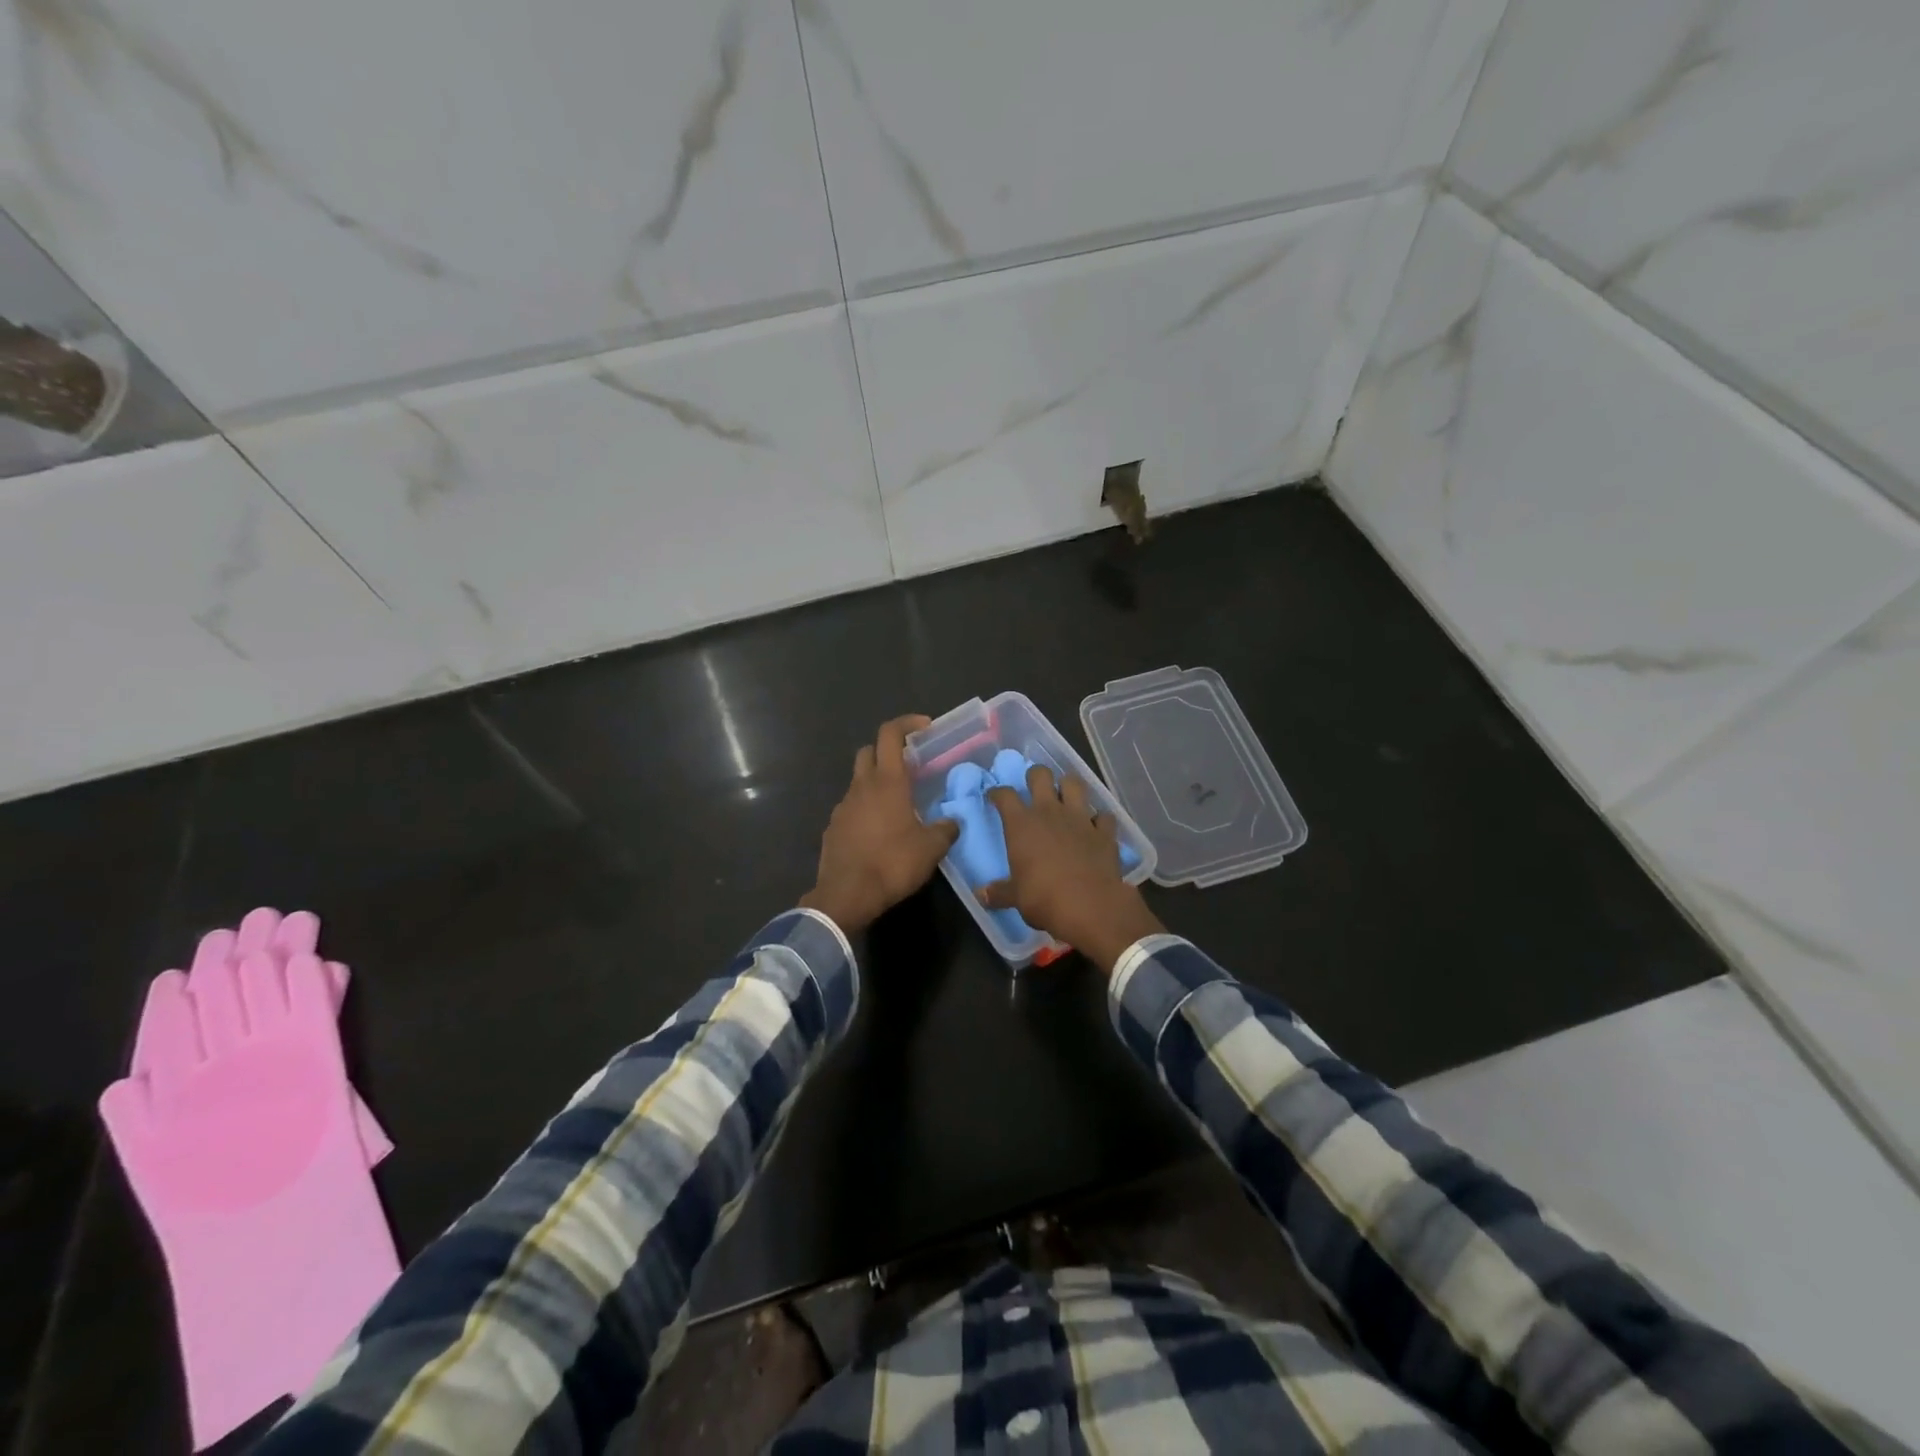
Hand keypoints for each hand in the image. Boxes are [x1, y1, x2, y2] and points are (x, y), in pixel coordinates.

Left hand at [800, 716, 959, 934]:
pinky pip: (851, 809)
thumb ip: (946, 829)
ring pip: (859, 782)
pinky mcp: (832, 828)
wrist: (846, 896)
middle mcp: (861, 787)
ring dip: (876, 784)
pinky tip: (879, 833)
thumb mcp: (931, 848)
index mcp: (887, 782)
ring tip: (898, 806)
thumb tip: (952, 823)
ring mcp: (842, 807)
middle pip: (869, 752)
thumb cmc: (892, 864)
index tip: (924, 727)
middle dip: (887, 751)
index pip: (890, 734)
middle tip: (909, 767)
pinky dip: (865, 810)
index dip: (906, 723)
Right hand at [982, 765, 1163, 974]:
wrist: (1091, 907)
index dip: (998, 793)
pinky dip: (1100, 819)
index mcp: (1021, 824)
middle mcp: (1050, 812)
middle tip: (1034, 788)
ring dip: (1069, 787)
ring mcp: (1080, 818)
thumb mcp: (1016, 898)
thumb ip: (1000, 892)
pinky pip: (1104, 816)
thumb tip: (981, 895)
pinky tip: (1096, 827)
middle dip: (1035, 776)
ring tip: (1066, 798)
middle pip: (1041, 775)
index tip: (995, 797)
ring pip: (1075, 784)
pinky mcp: (1105, 832)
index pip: (1004, 796)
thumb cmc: (1044, 899)